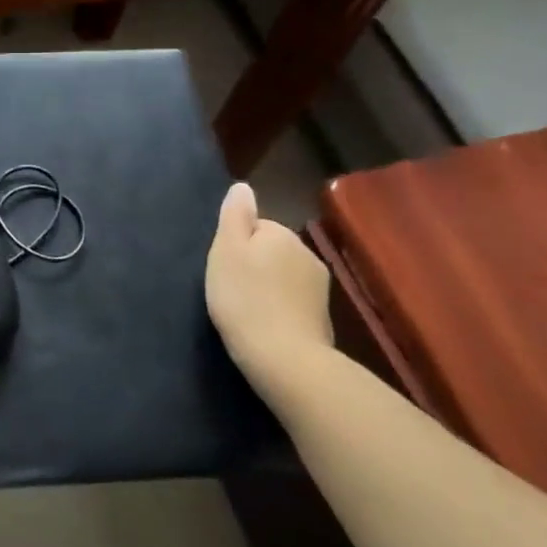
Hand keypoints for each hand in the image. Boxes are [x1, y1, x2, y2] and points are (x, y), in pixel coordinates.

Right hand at [205, 182, 333, 399]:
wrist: (284, 359)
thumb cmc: (244, 298)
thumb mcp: (226, 250)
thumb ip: (235, 215)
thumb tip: (243, 186)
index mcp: (281, 234)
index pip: (254, 226)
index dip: (235, 244)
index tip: (224, 267)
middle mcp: (306, 254)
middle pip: (270, 249)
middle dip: (254, 264)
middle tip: (231, 289)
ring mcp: (319, 288)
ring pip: (283, 275)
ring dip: (267, 286)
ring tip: (247, 310)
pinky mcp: (323, 318)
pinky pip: (293, 301)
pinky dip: (280, 308)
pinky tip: (266, 325)